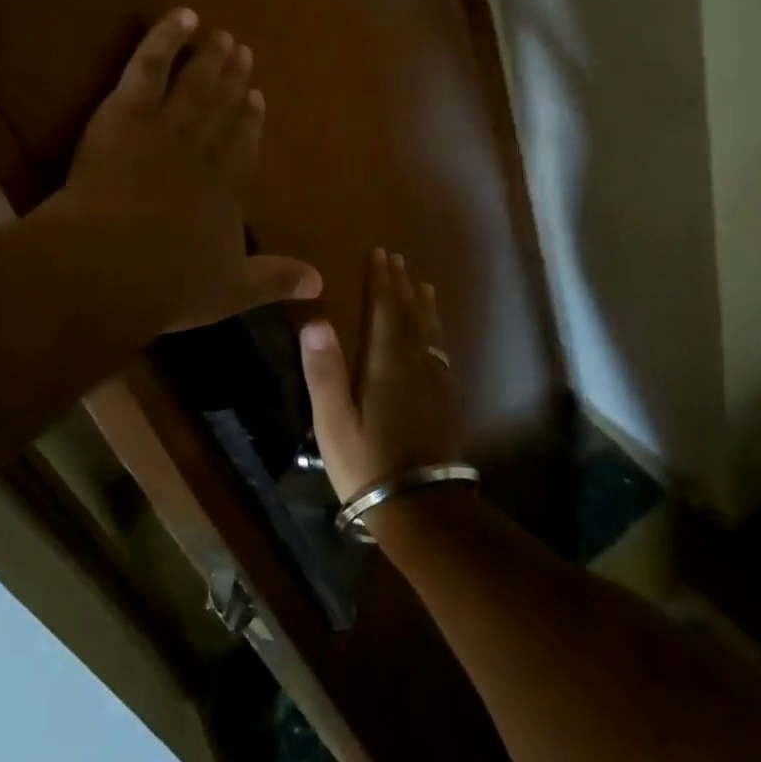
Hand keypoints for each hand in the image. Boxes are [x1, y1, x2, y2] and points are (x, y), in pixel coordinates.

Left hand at [57, 9, 321, 333]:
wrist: (113, 265)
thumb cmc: (170, 283)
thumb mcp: (232, 290)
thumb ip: (276, 280)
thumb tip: (322, 283)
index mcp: (224, 189)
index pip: (242, 148)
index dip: (250, 122)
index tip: (257, 98)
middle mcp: (201, 151)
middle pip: (220, 110)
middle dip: (233, 83)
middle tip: (244, 54)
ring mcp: (165, 128)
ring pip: (194, 86)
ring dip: (209, 61)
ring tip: (222, 37)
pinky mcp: (128, 112)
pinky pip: (150, 66)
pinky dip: (166, 38)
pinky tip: (182, 15)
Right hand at [299, 248, 461, 503]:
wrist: (422, 508)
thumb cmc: (368, 464)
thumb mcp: (334, 421)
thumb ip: (324, 371)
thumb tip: (315, 320)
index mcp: (387, 363)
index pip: (385, 309)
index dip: (382, 280)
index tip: (379, 253)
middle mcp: (416, 364)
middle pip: (410, 314)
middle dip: (401, 284)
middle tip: (397, 259)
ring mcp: (435, 382)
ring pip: (429, 331)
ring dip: (423, 304)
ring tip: (423, 284)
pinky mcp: (445, 401)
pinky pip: (440, 351)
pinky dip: (435, 331)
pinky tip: (434, 337)